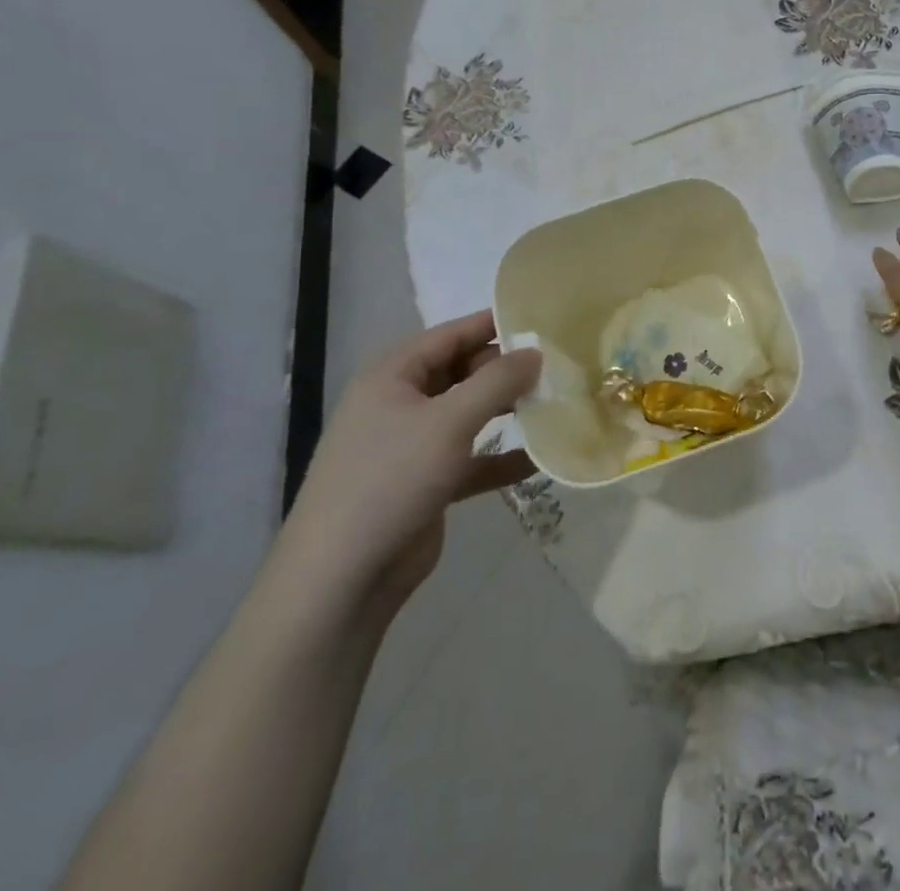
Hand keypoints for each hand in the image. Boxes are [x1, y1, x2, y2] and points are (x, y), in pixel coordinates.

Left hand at [275, 310, 539, 623]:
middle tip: (558, 366)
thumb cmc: (391, 479)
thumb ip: (497, 381)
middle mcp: (400, 403)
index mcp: (393, 375)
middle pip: (463, 372)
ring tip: (555, 403)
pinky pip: (472, 459)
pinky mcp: (426, 483)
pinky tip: (540, 459)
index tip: (543, 320)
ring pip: (469, 415)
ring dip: (508, 411)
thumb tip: (536, 353)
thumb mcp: (449, 421)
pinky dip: (501, 458)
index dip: (495, 324)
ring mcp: (412, 445)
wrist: (341, 579)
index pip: (451, 334)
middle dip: (507, 370)